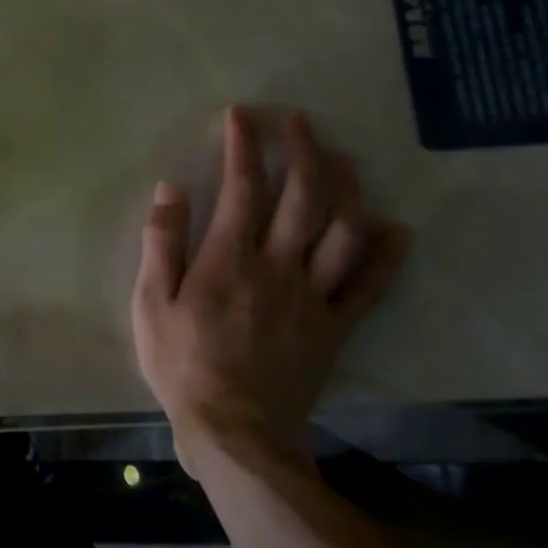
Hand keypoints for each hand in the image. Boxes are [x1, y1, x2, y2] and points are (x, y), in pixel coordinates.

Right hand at [131, 107, 409, 466]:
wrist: (235, 432)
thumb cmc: (182, 362)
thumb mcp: (150, 301)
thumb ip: (161, 243)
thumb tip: (169, 188)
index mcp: (229, 258)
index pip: (242, 187)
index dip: (244, 146)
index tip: (242, 116)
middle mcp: (278, 266)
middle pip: (302, 197)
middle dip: (302, 151)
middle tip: (298, 122)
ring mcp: (314, 296)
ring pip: (342, 231)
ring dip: (347, 188)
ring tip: (343, 159)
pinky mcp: (336, 327)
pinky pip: (370, 287)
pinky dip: (387, 257)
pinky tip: (397, 230)